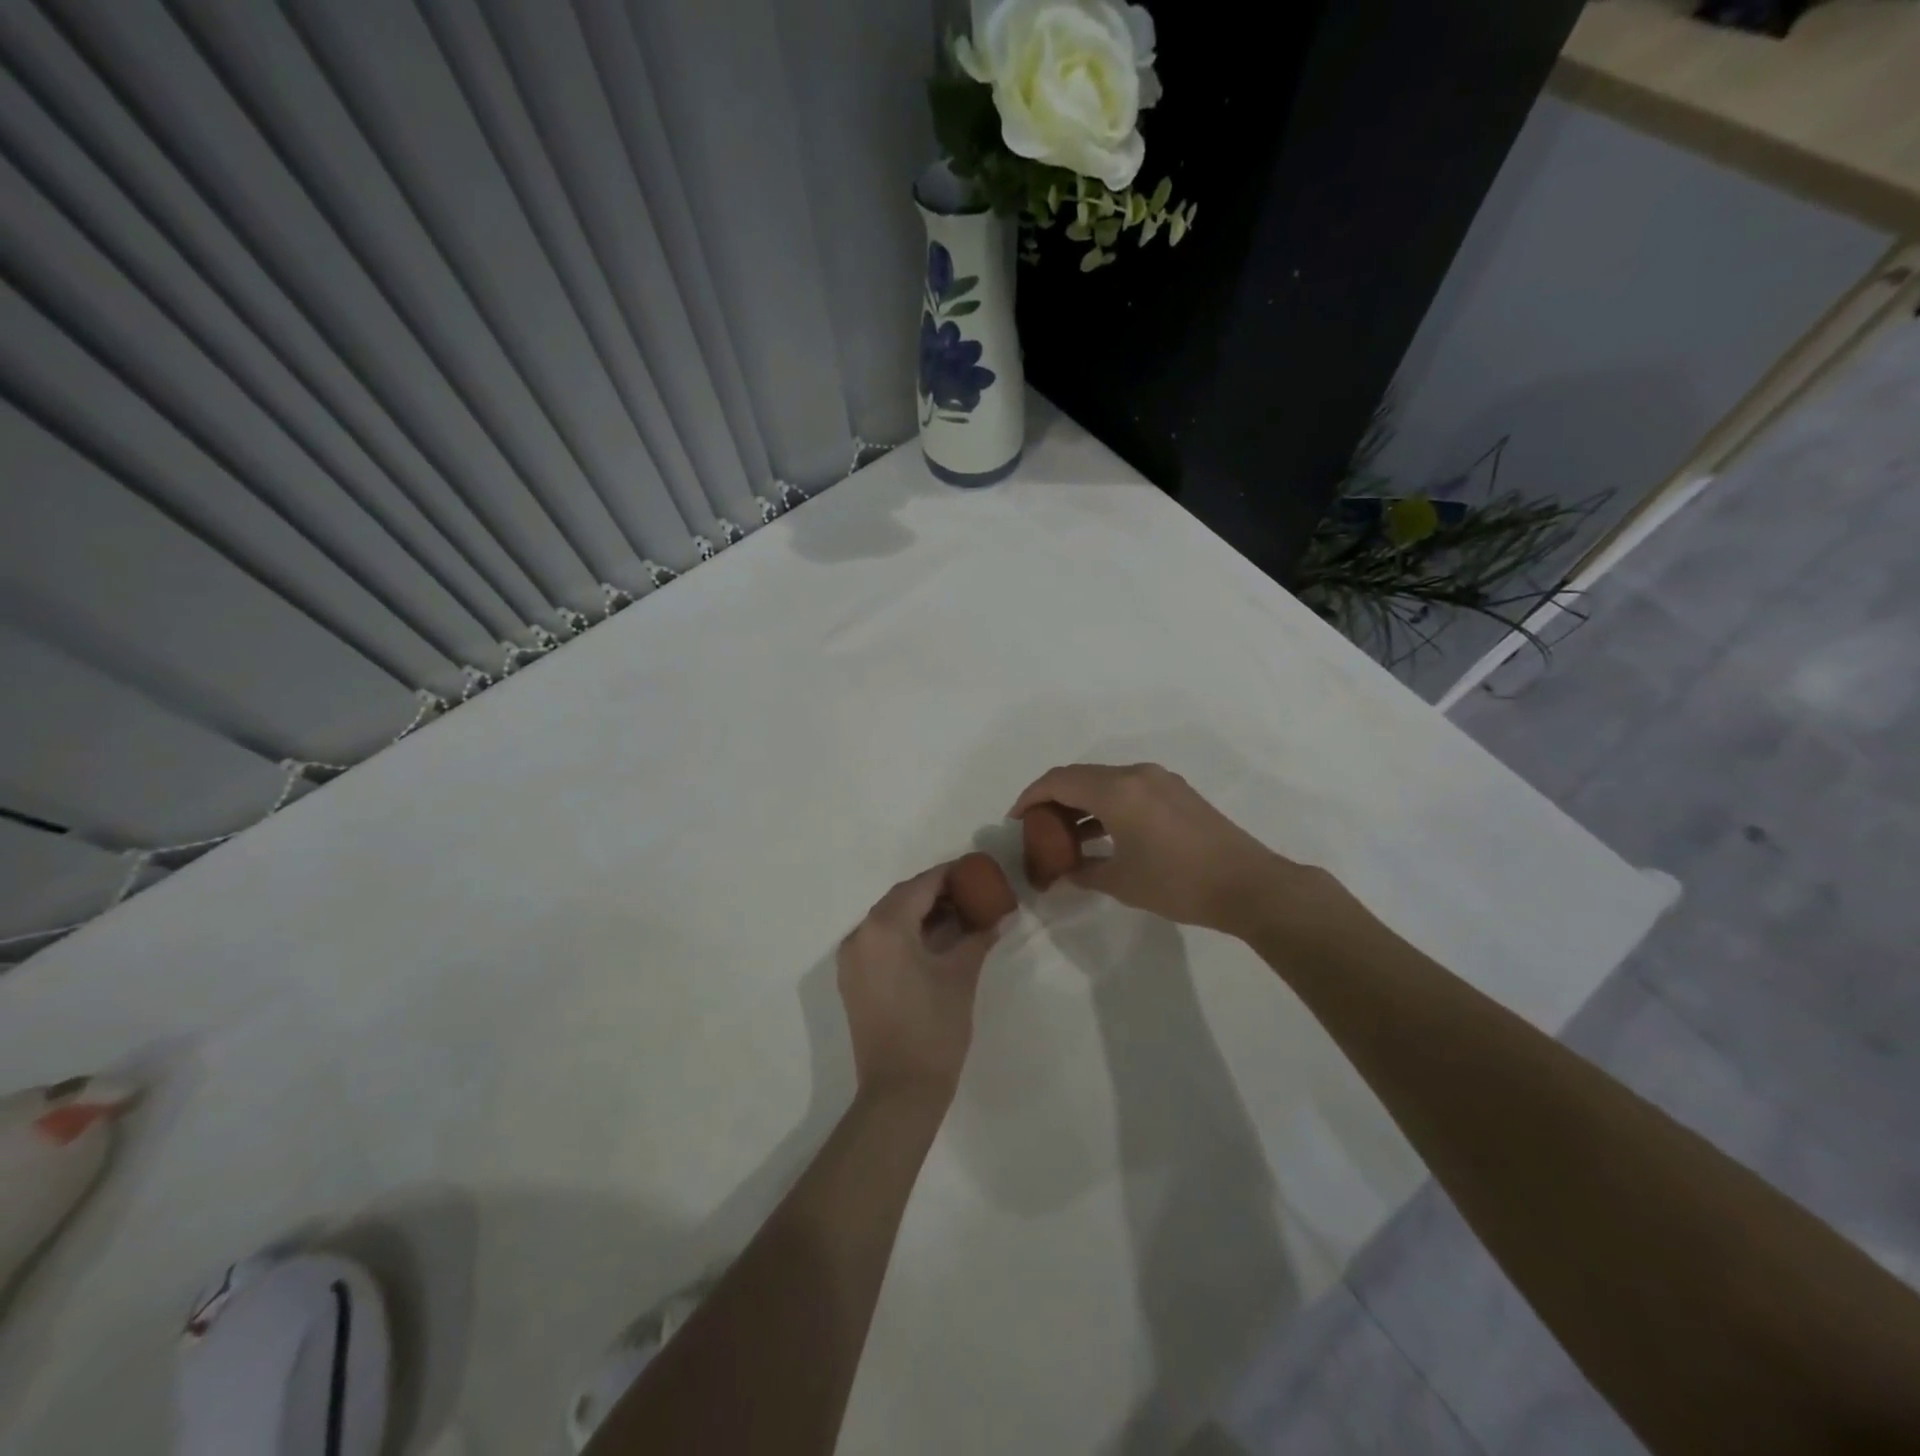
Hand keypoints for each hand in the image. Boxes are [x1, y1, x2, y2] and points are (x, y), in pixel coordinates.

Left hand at [836, 865, 998, 1102]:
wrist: (899, 1090)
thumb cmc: (934, 1027)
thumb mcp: (961, 975)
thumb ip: (978, 937)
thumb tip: (1001, 916)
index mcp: (885, 927)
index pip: (921, 885)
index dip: (950, 874)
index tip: (976, 871)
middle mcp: (860, 934)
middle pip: (901, 898)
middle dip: (935, 892)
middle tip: (970, 893)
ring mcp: (851, 958)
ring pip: (888, 919)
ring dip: (919, 912)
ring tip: (957, 916)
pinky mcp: (852, 979)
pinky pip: (878, 940)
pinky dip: (904, 933)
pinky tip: (933, 941)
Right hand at [1009, 763, 1295, 934]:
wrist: (1248, 885)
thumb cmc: (1178, 883)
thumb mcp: (1122, 882)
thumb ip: (1084, 871)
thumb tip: (1063, 872)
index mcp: (1117, 791)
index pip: (1058, 781)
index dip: (1030, 797)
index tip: (1015, 819)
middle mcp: (1136, 774)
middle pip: (1079, 777)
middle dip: (1052, 799)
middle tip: (1036, 828)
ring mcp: (1159, 780)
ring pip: (1104, 782)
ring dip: (1080, 803)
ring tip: (1065, 836)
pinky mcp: (1176, 792)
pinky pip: (1127, 789)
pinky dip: (1105, 806)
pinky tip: (1100, 835)